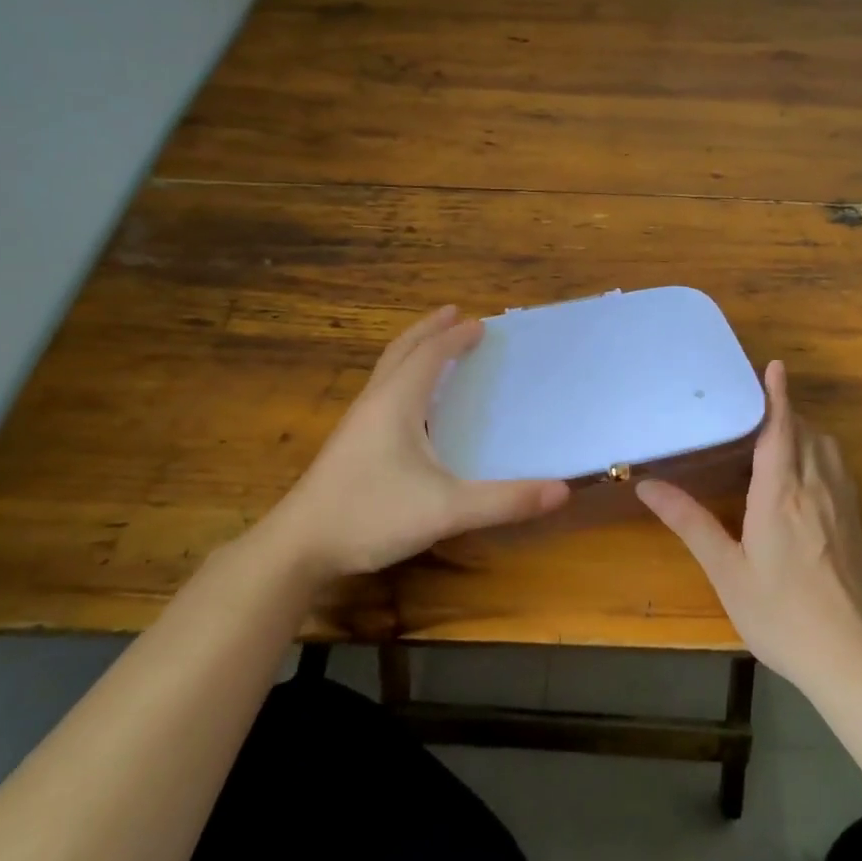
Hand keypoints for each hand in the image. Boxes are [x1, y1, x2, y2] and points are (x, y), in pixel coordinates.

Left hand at [253, 306, 569, 580]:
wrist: (299, 547)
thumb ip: (505, 501)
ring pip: (387, 371)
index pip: (429, 355)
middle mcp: (375, 403)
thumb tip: (562, 490)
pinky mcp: (349, 445)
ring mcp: (357, 423)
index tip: (481, 324)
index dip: (455, 337)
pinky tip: (412, 405)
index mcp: (397, 403)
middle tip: (454, 313)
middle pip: (401, 351)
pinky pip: (382, 393)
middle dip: (429, 330)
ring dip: (413, 351)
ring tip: (435, 347)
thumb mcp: (447, 510)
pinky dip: (403, 377)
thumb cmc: (372, 515)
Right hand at [636, 360, 861, 691]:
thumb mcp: (726, 571)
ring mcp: (843, 505)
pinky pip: (839, 471)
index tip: (775, 365)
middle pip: (807, 432)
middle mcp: (816, 487)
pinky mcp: (857, 524)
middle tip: (758, 409)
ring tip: (779, 438)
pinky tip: (805, 479)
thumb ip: (690, 522)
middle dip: (786, 412)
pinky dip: (821, 456)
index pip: (781, 428)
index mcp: (781, 492)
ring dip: (806, 432)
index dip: (778, 394)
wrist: (854, 657)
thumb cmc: (781, 614)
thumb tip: (648, 486)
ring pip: (827, 449)